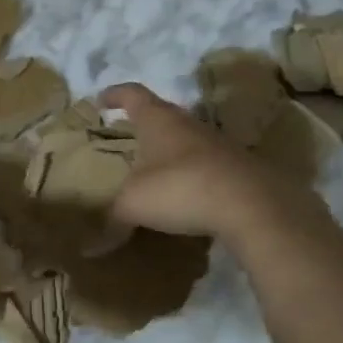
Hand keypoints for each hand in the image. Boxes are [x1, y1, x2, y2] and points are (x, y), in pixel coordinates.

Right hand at [102, 83, 315, 242]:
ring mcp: (218, 144)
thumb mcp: (134, 204)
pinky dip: (191, 174)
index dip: (116, 95)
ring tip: (154, 168)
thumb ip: (112, 220)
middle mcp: (189, 124)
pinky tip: (185, 194)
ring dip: (170, 150)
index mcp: (159, 121)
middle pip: (163, 115)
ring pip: (187, 140)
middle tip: (127, 135)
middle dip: (144, 124)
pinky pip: (206, 165)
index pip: (134, 95)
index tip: (102, 99)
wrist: (251, 205)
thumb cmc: (180, 188)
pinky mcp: (238, 167)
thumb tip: (91, 247)